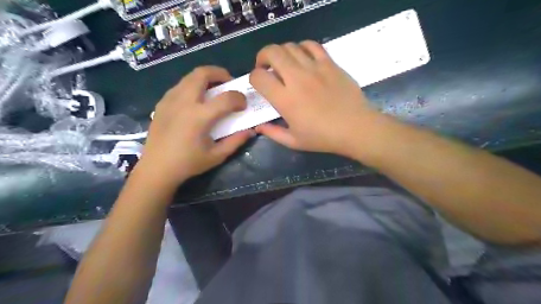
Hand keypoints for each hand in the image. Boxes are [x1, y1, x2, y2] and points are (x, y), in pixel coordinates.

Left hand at [135, 66, 253, 189]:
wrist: (156, 168)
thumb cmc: (189, 163)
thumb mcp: (217, 156)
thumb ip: (236, 141)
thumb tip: (251, 130)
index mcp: (200, 117)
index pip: (227, 98)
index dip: (240, 98)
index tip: (243, 105)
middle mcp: (184, 102)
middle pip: (203, 73)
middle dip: (220, 73)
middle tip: (228, 83)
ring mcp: (170, 100)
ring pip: (190, 76)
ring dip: (206, 78)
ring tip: (213, 90)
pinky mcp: (162, 103)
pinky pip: (180, 85)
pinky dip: (193, 86)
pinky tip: (196, 101)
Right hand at [247, 41, 381, 155]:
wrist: (355, 128)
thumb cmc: (323, 138)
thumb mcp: (294, 142)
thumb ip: (273, 133)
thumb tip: (258, 127)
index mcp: (285, 99)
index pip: (259, 77)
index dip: (253, 78)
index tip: (259, 84)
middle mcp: (297, 79)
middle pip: (272, 52)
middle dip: (262, 57)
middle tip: (266, 67)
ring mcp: (315, 68)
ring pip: (290, 46)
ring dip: (281, 53)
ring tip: (284, 64)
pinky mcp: (329, 64)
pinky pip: (312, 45)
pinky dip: (302, 47)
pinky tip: (302, 57)